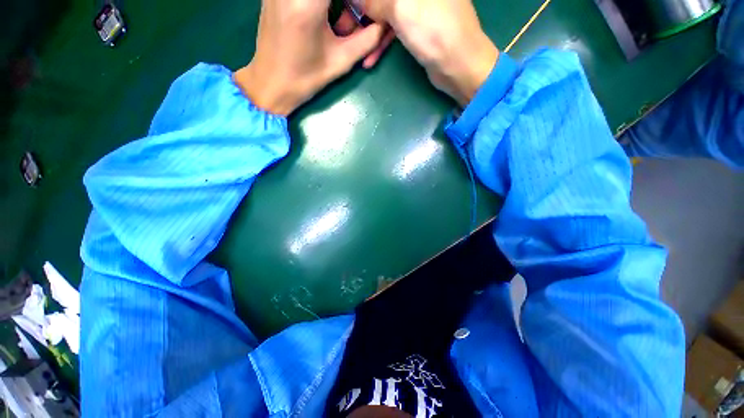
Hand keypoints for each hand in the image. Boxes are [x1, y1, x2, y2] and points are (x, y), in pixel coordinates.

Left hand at [234, 0, 393, 115]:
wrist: (271, 83)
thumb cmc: (305, 78)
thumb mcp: (341, 61)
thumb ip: (367, 39)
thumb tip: (382, 24)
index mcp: (308, 2)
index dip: (359, 2)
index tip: (363, 13)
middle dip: (349, 4)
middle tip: (353, 19)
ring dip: (337, 5)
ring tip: (337, 22)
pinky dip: (323, 5)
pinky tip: (324, 15)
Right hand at [359, 0, 498, 104]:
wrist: (459, 66)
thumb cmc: (434, 32)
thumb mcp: (401, 9)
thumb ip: (375, 0)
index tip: (348, 6)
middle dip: (362, 11)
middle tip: (344, 27)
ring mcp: (420, 6)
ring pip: (387, 12)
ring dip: (369, 30)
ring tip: (353, 46)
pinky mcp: (419, 26)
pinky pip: (394, 29)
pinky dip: (382, 43)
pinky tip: (369, 59)